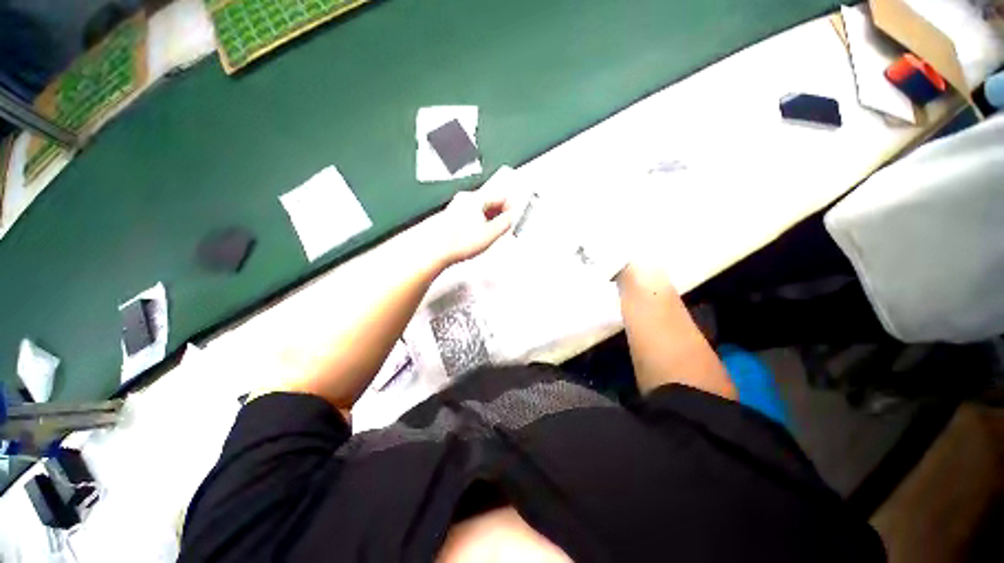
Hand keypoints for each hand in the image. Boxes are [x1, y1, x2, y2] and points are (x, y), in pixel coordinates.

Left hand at [431, 189, 512, 266]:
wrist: (434, 250)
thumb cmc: (457, 242)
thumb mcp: (490, 234)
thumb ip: (505, 223)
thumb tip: (513, 218)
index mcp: (476, 198)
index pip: (501, 197)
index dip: (510, 210)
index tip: (513, 221)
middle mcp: (465, 199)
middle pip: (490, 203)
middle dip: (499, 216)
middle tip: (504, 230)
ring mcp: (456, 207)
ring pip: (480, 210)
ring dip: (489, 221)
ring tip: (490, 236)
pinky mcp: (451, 217)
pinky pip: (471, 216)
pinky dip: (478, 224)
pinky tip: (476, 237)